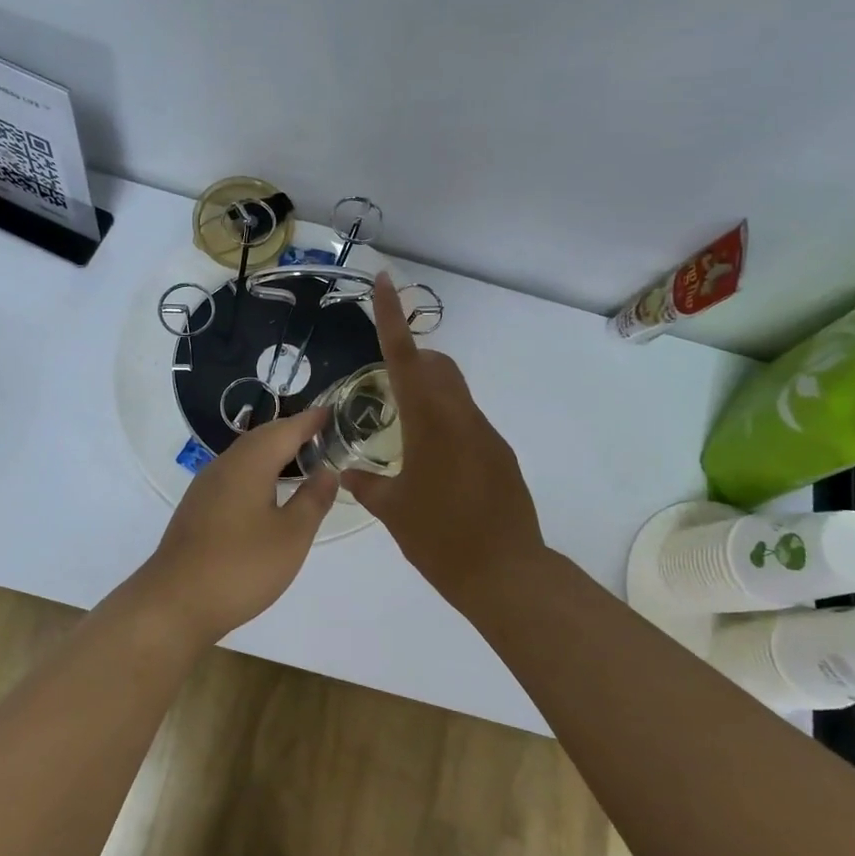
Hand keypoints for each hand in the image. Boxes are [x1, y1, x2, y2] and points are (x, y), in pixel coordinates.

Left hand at [138, 409, 339, 644]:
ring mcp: (206, 487)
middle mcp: (224, 465)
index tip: (333, 412)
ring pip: (245, 456)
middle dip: (291, 432)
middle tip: (321, 434)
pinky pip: (234, 475)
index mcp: (249, 464)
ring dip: (273, 452)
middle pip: (262, 438)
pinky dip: (258, 471)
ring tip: (300, 459)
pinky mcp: (197, 508)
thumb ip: (313, 499)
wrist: (175, 603)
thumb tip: (328, 470)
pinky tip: (268, 492)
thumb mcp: (291, 536)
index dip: (310, 421)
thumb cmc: (240, 566)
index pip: (286, 429)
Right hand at [342, 272, 547, 602]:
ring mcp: (487, 435)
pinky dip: (446, 425)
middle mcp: (462, 417)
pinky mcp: (501, 456)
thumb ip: (368, 485)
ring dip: (430, 395)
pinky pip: (468, 423)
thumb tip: (349, 473)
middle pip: (438, 366)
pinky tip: (434, 465)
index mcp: (430, 421)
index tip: (384, 281)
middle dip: (413, 359)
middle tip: (385, 382)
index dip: (391, 317)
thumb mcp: (393, 511)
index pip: (405, 357)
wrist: (505, 574)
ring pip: (456, 394)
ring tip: (406, 431)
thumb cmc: (440, 538)